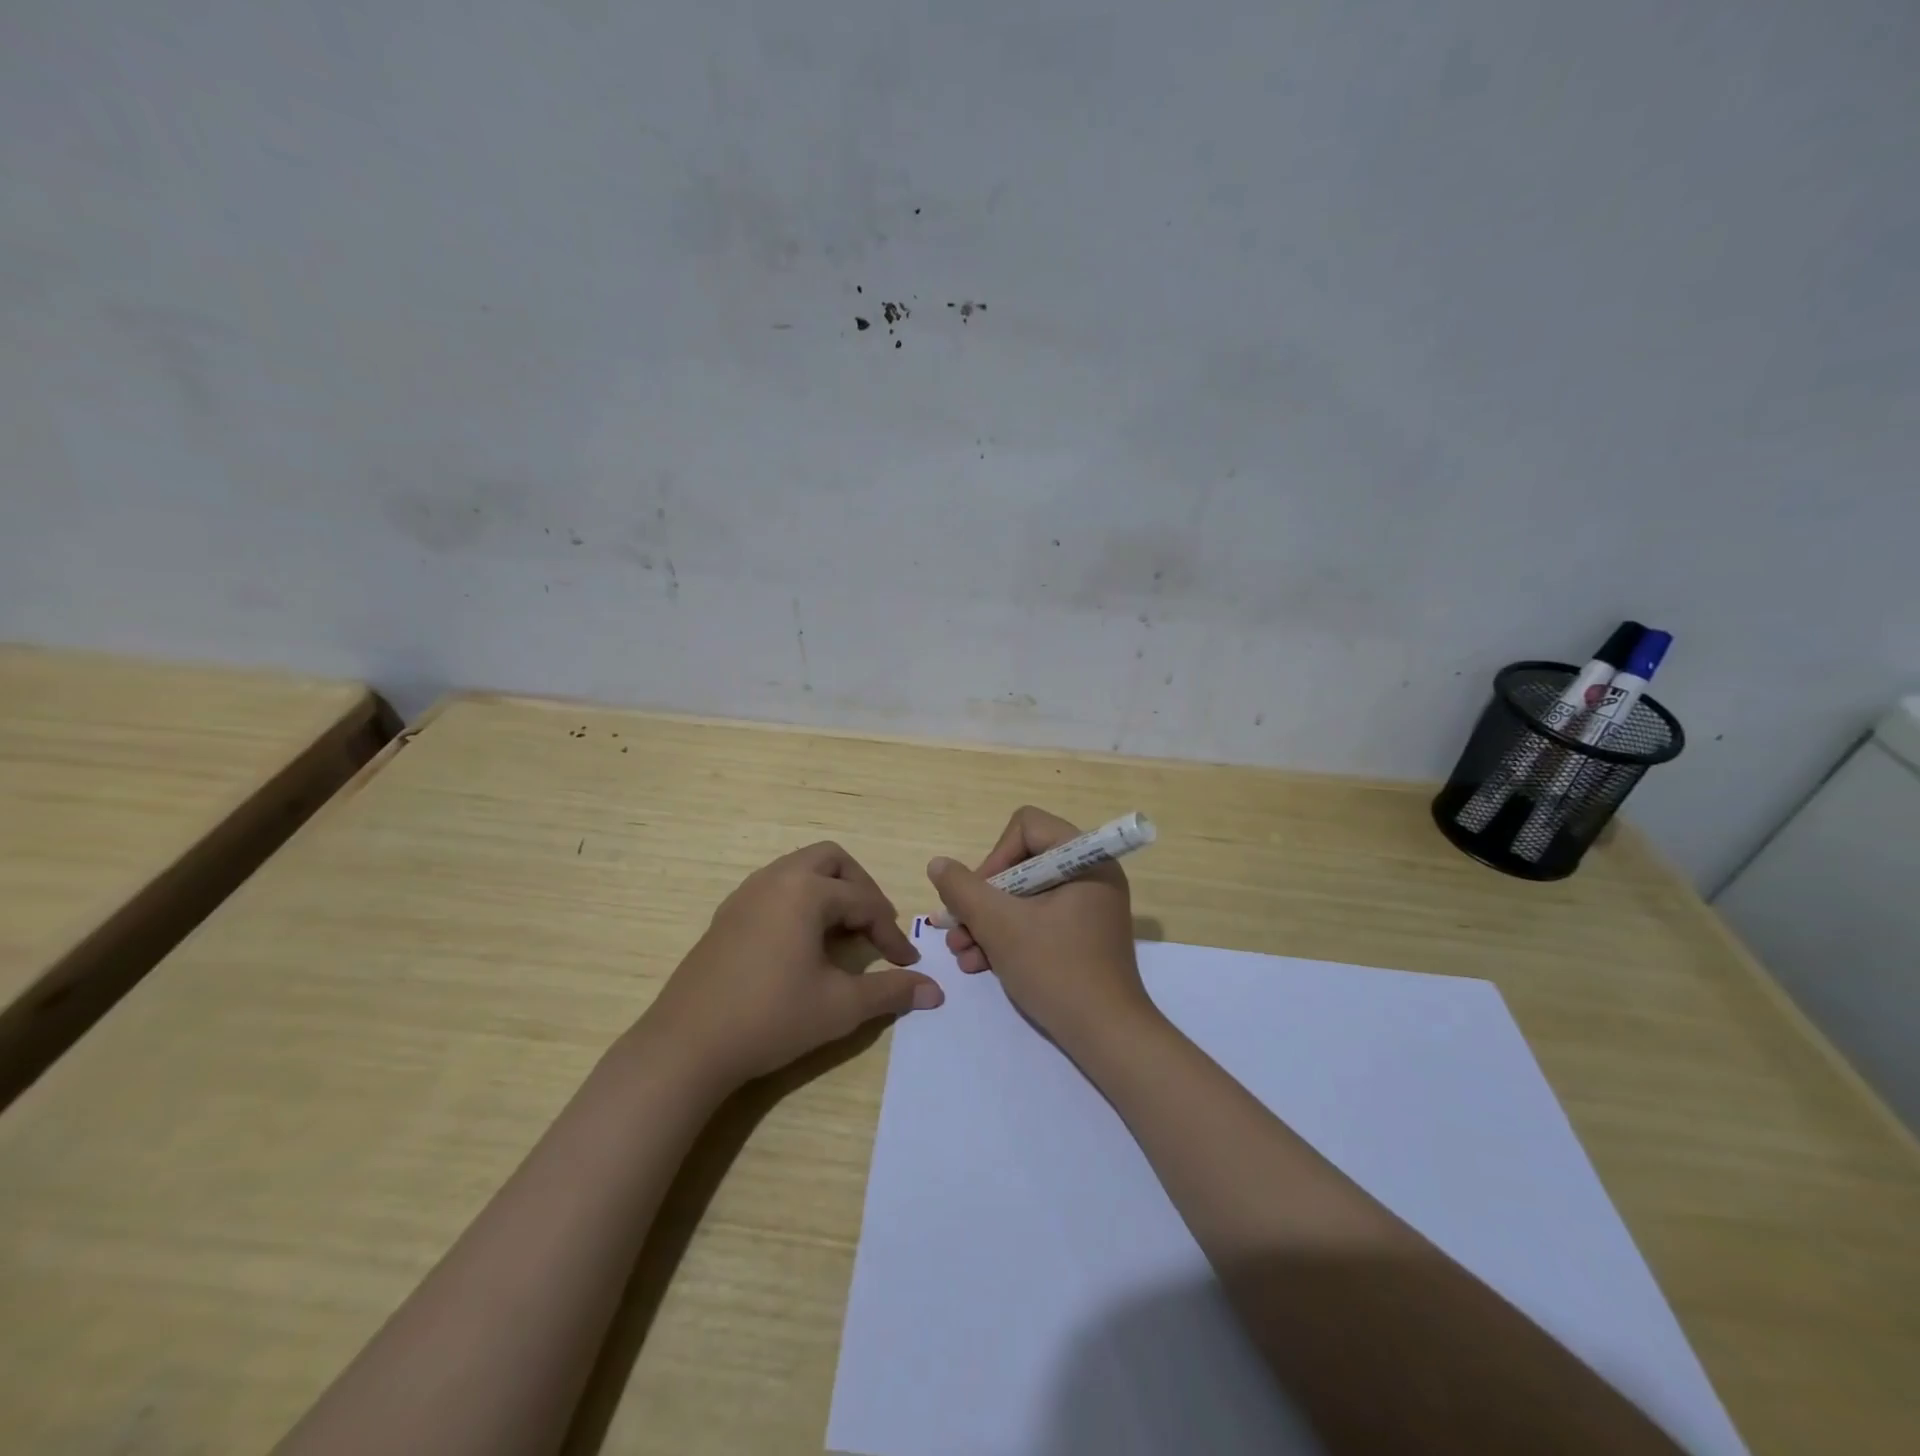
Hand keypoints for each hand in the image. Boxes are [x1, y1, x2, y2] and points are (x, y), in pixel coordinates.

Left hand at [645, 842, 943, 1087]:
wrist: (687, 1045)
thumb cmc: (771, 1018)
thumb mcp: (840, 1006)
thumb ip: (891, 992)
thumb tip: (935, 990)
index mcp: (805, 891)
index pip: (864, 902)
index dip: (891, 933)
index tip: (906, 964)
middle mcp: (775, 879)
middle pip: (831, 861)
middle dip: (860, 888)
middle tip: (873, 926)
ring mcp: (745, 894)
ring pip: (799, 870)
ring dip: (828, 892)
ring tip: (842, 933)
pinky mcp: (727, 915)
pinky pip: (775, 888)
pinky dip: (799, 902)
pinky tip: (802, 944)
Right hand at [926, 806, 1152, 1052]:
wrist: (1107, 1037)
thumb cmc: (1056, 970)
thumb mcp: (1000, 926)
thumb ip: (963, 890)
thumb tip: (939, 864)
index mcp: (1085, 858)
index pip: (1026, 827)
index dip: (994, 857)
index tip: (979, 896)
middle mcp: (1090, 873)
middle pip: (1021, 863)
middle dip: (983, 899)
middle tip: (959, 930)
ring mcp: (1088, 906)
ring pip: (1024, 895)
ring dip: (988, 922)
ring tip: (963, 954)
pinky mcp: (1082, 934)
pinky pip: (1038, 919)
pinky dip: (1009, 936)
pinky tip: (981, 964)